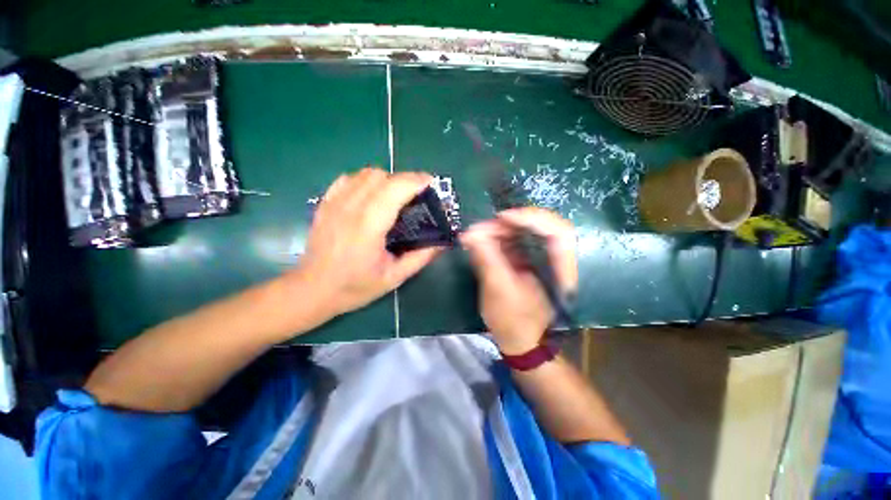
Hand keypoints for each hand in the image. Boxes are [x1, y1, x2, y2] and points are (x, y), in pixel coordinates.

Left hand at [286, 167, 441, 317]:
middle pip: (380, 176)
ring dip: (386, 180)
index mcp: (368, 227)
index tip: (430, 183)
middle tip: (415, 196)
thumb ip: (421, 257)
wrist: (312, 290)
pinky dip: (365, 181)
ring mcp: (334, 203)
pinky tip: (371, 196)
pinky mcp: (325, 204)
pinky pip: (348, 179)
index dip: (415, 181)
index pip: (394, 189)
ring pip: (364, 174)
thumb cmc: (355, 287)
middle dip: (403, 180)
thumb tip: (443, 242)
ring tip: (395, 196)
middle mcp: (350, 208)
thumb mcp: (394, 277)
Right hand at [461, 208, 576, 354]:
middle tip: (484, 227)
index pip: (558, 232)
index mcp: (562, 271)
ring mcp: (542, 258)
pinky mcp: (528, 259)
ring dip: (501, 229)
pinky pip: (516, 240)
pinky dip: (499, 237)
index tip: (502, 217)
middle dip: (510, 223)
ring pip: (526, 231)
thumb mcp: (498, 290)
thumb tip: (470, 233)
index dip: (532, 218)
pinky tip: (483, 240)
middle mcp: (556, 260)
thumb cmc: (512, 320)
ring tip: (478, 233)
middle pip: (540, 226)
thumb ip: (487, 259)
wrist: (518, 338)